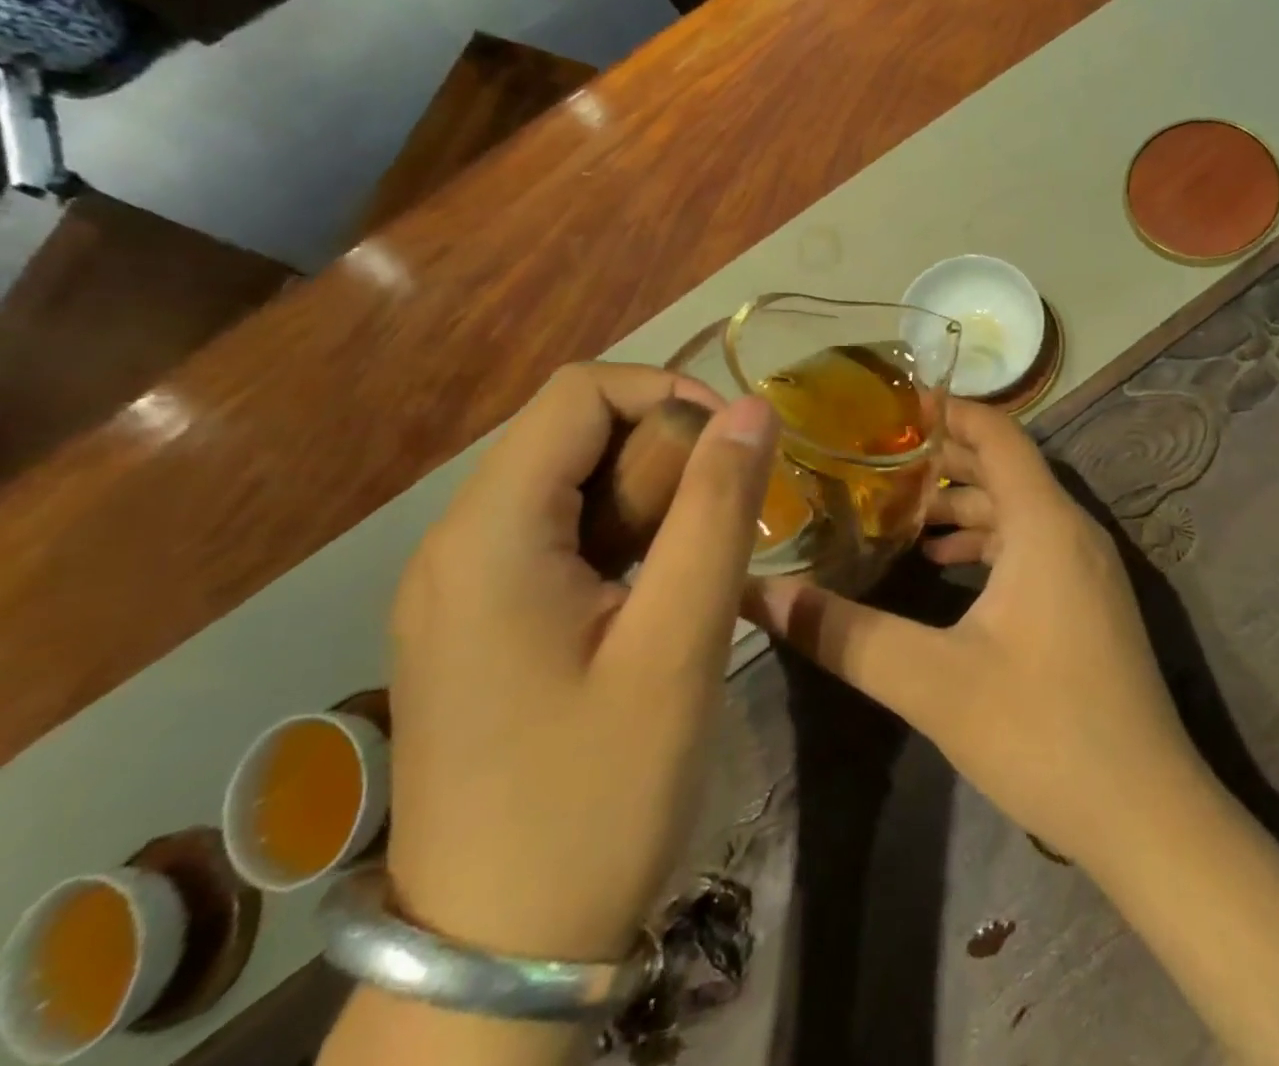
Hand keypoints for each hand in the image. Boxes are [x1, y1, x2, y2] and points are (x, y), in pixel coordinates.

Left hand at [385, 362, 775, 961]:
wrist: (500, 957)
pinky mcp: (474, 622)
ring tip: (701, 559)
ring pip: (567, 483)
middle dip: (663, 451)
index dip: (668, 394)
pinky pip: (554, 536)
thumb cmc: (597, 794)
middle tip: (726, 519)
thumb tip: (752, 408)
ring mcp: (457, 586)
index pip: (579, 393)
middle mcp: (455, 543)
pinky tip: (658, 592)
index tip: (737, 448)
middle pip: (570, 433)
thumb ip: (718, 510)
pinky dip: (620, 535)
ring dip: (648, 495)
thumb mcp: (680, 642)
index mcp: (488, 535)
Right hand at [742, 400, 1202, 872]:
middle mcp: (1072, 530)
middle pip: (1005, 467)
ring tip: (898, 513)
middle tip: (875, 456)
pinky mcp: (1087, 602)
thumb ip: (845, 635)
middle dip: (943, 456)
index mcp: (1044, 523)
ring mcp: (1086, 568)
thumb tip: (765, 595)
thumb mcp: (931, 681)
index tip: (890, 404)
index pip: (997, 433)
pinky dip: (986, 542)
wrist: (1147, 815)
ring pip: (1017, 510)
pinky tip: (945, 567)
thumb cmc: (1042, 731)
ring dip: (962, 504)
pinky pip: (1031, 545)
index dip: (948, 410)